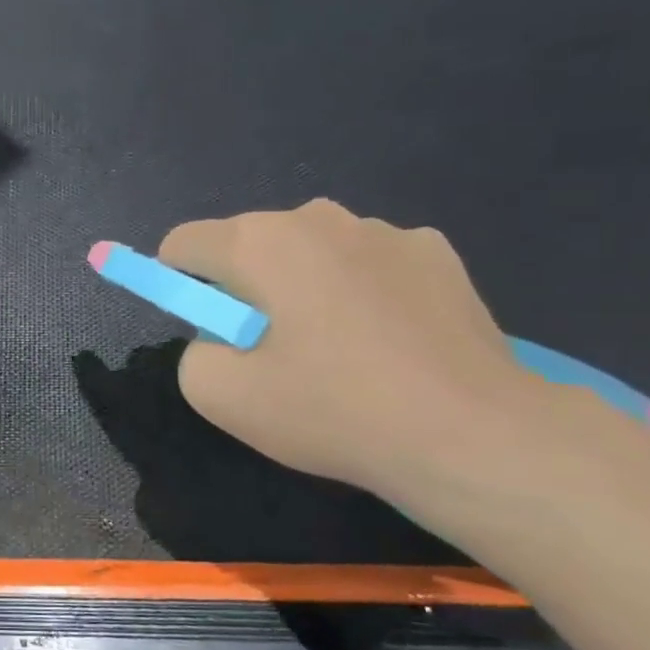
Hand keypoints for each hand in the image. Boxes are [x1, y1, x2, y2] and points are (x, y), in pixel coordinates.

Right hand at [159, 200, 567, 508]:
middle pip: (248, 244)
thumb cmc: (333, 409)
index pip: (184, 243)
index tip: (206, 330)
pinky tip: (388, 341)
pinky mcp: (437, 251)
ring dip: (302, 285)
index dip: (177, 284)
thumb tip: (220, 338)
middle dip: (244, 288)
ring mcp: (385, 229)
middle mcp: (318, 217)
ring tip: (336, 349)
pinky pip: (368, 262)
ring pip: (311, 250)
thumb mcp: (221, 396)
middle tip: (272, 350)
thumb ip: (192, 354)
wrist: (472, 432)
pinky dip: (360, 290)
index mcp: (259, 243)